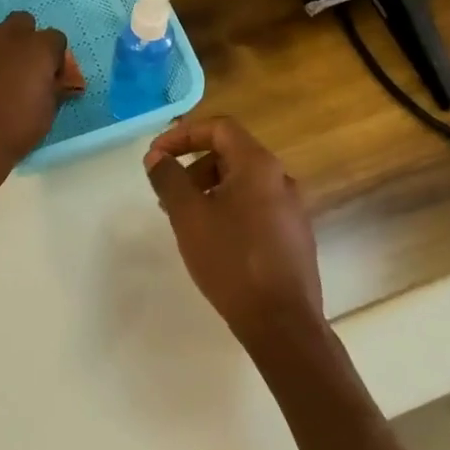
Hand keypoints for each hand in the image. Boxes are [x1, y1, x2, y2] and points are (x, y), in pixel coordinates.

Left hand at [0, 0, 82, 178]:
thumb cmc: (13, 134)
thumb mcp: (46, 115)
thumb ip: (53, 90)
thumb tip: (60, 82)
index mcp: (38, 50)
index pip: (55, 38)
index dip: (52, 56)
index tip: (46, 74)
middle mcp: (8, 34)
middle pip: (21, 19)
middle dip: (20, 36)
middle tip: (11, 61)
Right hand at [144, 116, 323, 345]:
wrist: (282, 322)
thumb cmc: (232, 260)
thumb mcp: (189, 216)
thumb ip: (169, 180)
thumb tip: (156, 157)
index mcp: (259, 165)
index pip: (220, 128)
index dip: (183, 135)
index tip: (156, 156)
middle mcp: (281, 178)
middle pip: (231, 154)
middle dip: (194, 167)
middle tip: (168, 194)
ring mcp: (292, 209)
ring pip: (243, 183)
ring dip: (209, 190)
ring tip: (185, 220)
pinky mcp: (293, 236)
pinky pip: (255, 207)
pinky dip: (228, 209)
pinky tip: (213, 241)